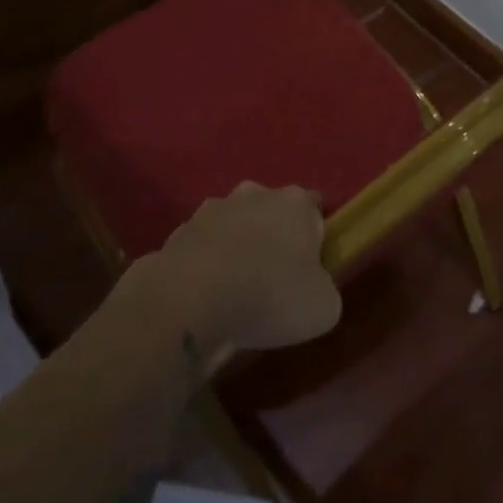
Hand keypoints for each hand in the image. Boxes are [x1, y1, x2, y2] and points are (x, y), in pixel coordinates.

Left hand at [149, 182, 342, 355]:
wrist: (189, 304)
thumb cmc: (269, 297)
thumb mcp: (323, 307)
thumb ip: (324, 289)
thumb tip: (314, 289)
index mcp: (295, 202)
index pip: (313, 208)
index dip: (315, 236)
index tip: (310, 267)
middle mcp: (254, 194)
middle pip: (271, 211)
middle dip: (273, 236)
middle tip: (273, 278)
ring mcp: (211, 210)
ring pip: (233, 225)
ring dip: (236, 247)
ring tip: (234, 290)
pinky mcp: (177, 233)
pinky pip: (201, 248)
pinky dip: (205, 265)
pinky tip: (204, 296)